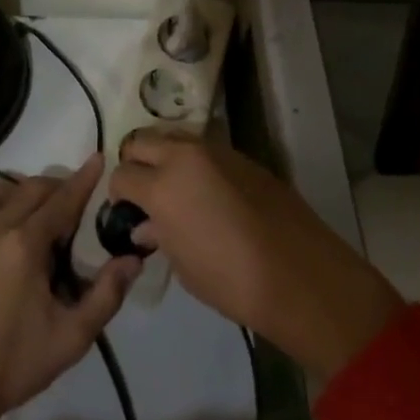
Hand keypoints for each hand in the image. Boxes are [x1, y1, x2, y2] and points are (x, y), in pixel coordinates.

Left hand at [0, 156, 139, 419]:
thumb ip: (106, 294)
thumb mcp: (72, 337)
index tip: (97, 158)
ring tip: (31, 214)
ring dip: (16, 192)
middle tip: (72, 203)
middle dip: (55, 187)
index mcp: (26, 245)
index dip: (83, 179)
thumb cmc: (15, 362)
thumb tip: (132, 259)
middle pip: (29, 189)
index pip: (61, 200)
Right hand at [109, 131, 402, 375]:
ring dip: (165, 157)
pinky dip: (195, 163)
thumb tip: (147, 225)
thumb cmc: (232, 282)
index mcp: (162, 186)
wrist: (301, 276)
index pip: (122, 175)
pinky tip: (207, 191)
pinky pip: (205, 149)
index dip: (118, 194)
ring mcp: (216, 151)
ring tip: (174, 188)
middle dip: (135, 163)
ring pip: (174, 138)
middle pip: (141, 141)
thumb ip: (159, 236)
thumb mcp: (184, 266)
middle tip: (143, 192)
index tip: (125, 210)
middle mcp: (184, 156)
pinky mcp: (242, 156)